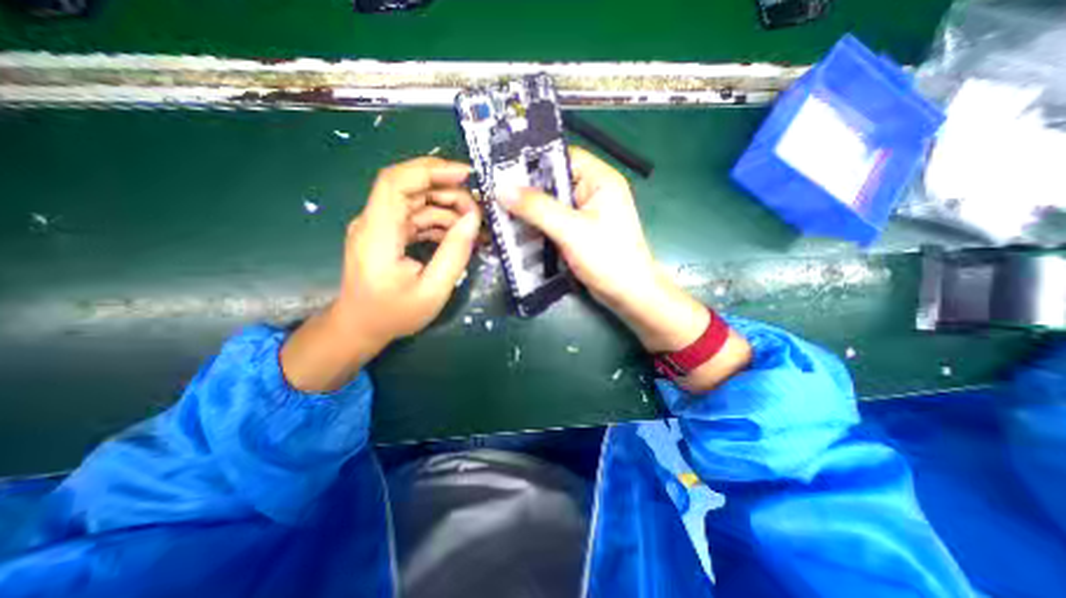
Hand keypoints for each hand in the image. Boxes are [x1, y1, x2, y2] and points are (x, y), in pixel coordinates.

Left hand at [283, 158, 482, 392]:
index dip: (430, 171)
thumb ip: (454, 254)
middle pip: (409, 187)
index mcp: (377, 234)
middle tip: (476, 210)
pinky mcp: (386, 233)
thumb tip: (473, 220)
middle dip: (447, 191)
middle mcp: (373, 222)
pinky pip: (414, 217)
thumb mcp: (432, 291)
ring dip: (446, 208)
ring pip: (415, 201)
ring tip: (471, 226)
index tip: (465, 174)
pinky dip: (438, 221)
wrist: (360, 326)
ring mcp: (379, 226)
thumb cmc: (393, 314)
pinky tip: (456, 235)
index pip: (395, 182)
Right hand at [501, 147, 748, 392]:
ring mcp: (585, 214)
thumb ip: (537, 208)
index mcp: (599, 179)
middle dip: (526, 192)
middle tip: (495, 197)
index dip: (533, 162)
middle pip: (553, 182)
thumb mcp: (571, 230)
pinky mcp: (579, 232)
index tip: (502, 172)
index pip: (561, 157)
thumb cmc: (608, 258)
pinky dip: (538, 227)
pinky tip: (518, 233)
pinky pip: (553, 222)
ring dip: (529, 212)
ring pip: (550, 205)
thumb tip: (502, 188)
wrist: (628, 294)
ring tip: (500, 216)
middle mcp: (592, 192)